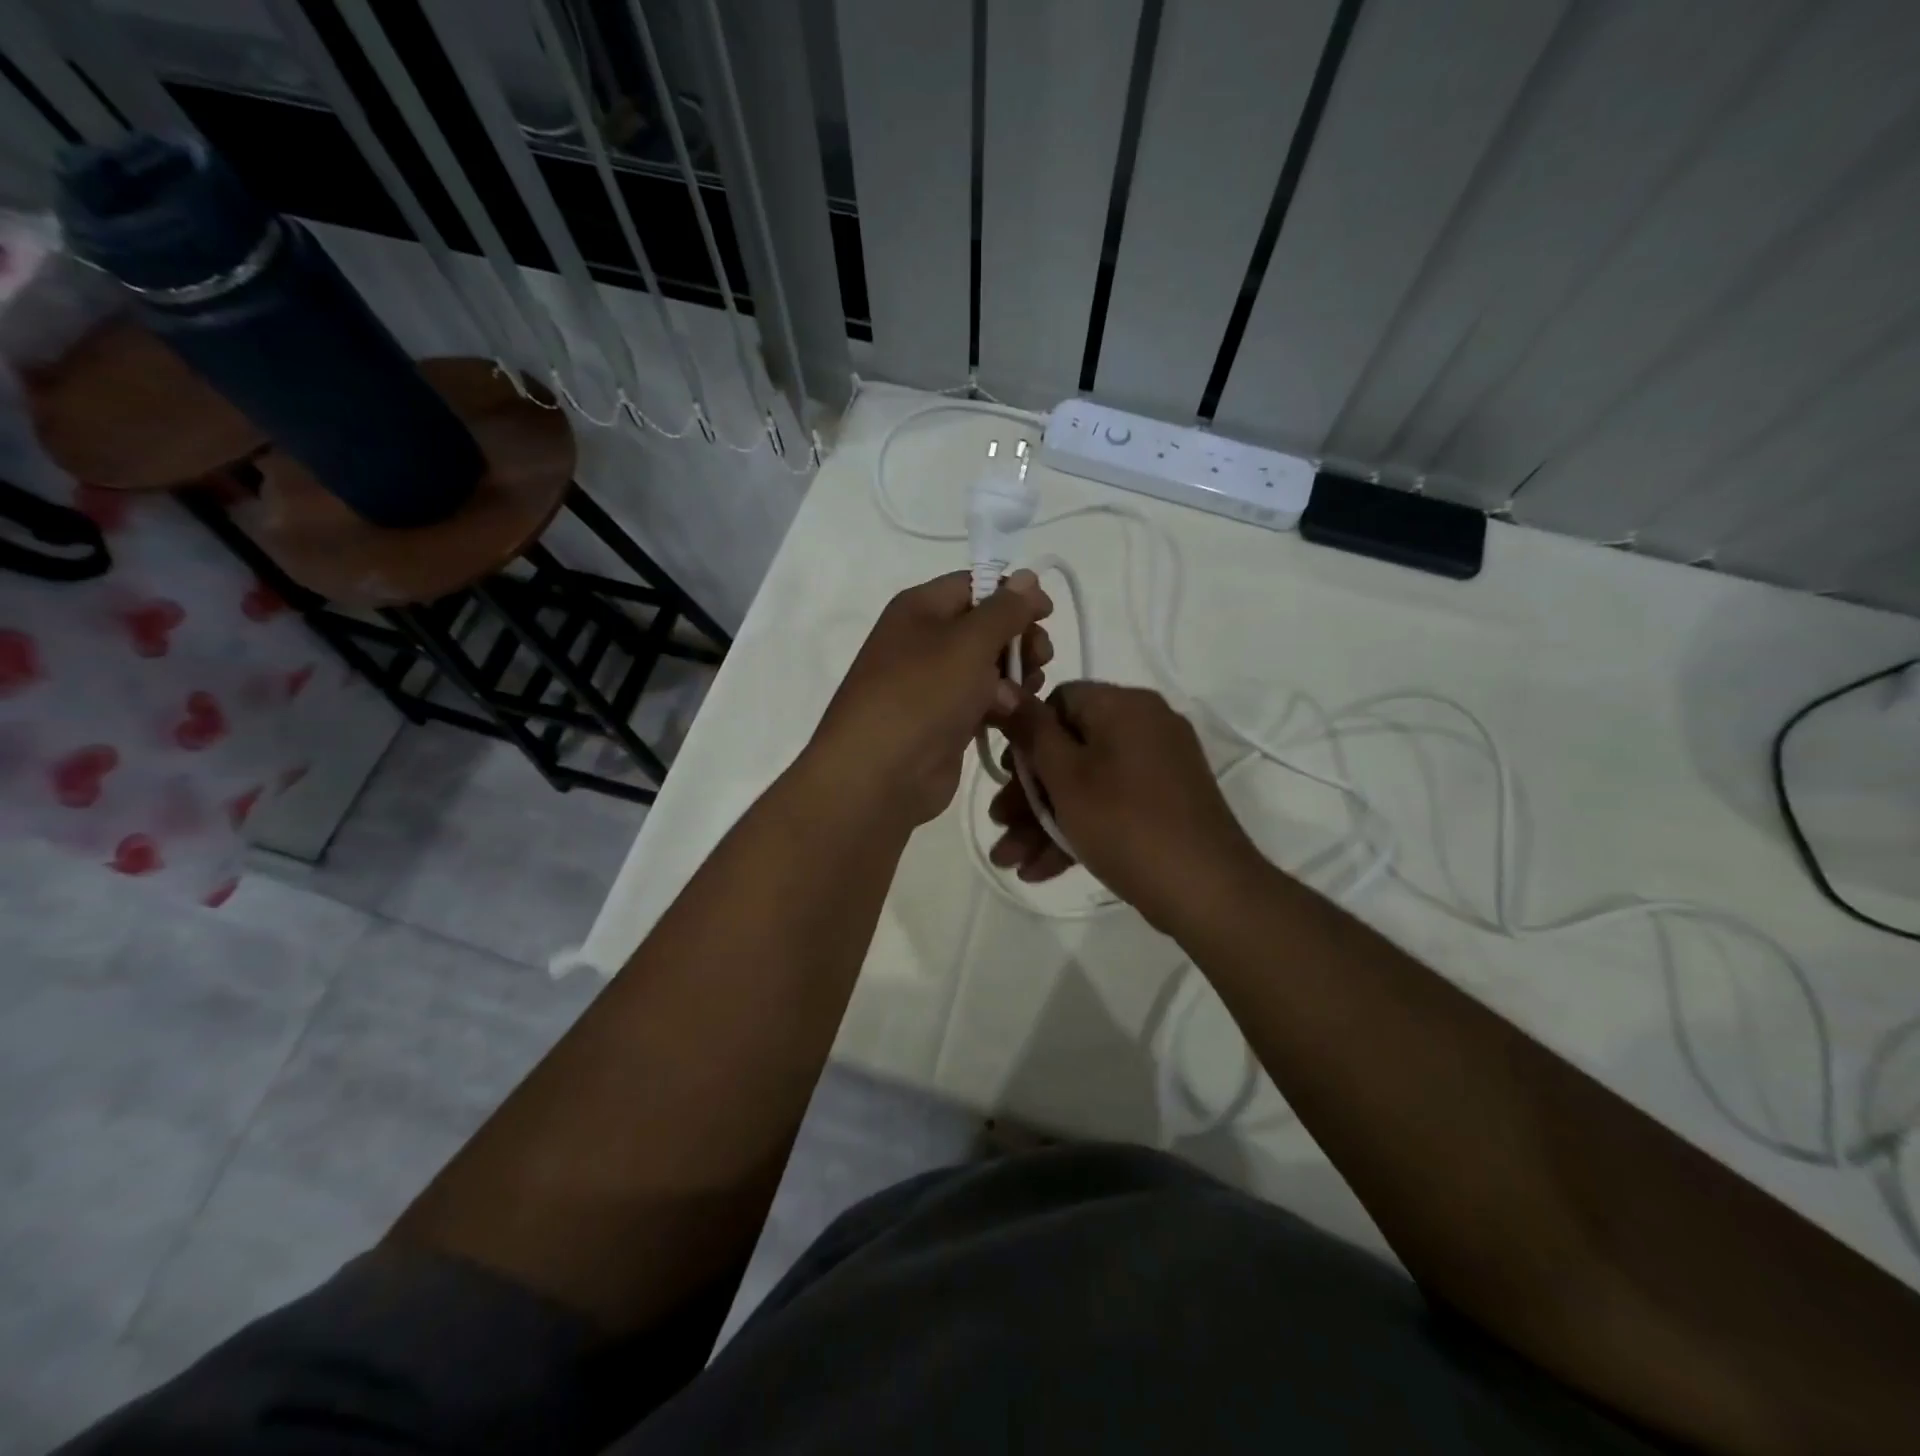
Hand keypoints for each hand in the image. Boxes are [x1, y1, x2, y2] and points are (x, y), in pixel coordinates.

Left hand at [809, 570, 1052, 826]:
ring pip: (990, 667)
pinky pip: (984, 702)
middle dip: (1019, 640)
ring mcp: (934, 684)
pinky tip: (1013, 717)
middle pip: (986, 627)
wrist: (880, 774)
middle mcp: (925, 640)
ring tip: (1023, 694)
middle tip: (1040, 659)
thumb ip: (1004, 609)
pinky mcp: (946, 721)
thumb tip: (1028, 577)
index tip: (1046, 613)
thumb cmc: (922, 695)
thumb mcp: (968, 642)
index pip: (974, 585)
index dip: (1013, 595)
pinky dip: (1002, 706)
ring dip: (1016, 676)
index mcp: (921, 608)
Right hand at [989, 682, 1260, 931]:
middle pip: (1070, 748)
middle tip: (999, 824)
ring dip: (1044, 821)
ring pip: (1086, 785)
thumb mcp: (1066, 776)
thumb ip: (1031, 731)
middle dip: (1028, 793)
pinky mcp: (1165, 805)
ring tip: (1008, 861)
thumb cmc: (1125, 822)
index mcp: (1124, 706)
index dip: (1026, 735)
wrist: (1206, 890)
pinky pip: (1111, 806)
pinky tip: (1039, 870)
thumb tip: (1003, 688)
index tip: (1006, 774)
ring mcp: (1159, 768)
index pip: (1061, 701)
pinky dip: (1078, 830)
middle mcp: (1145, 727)